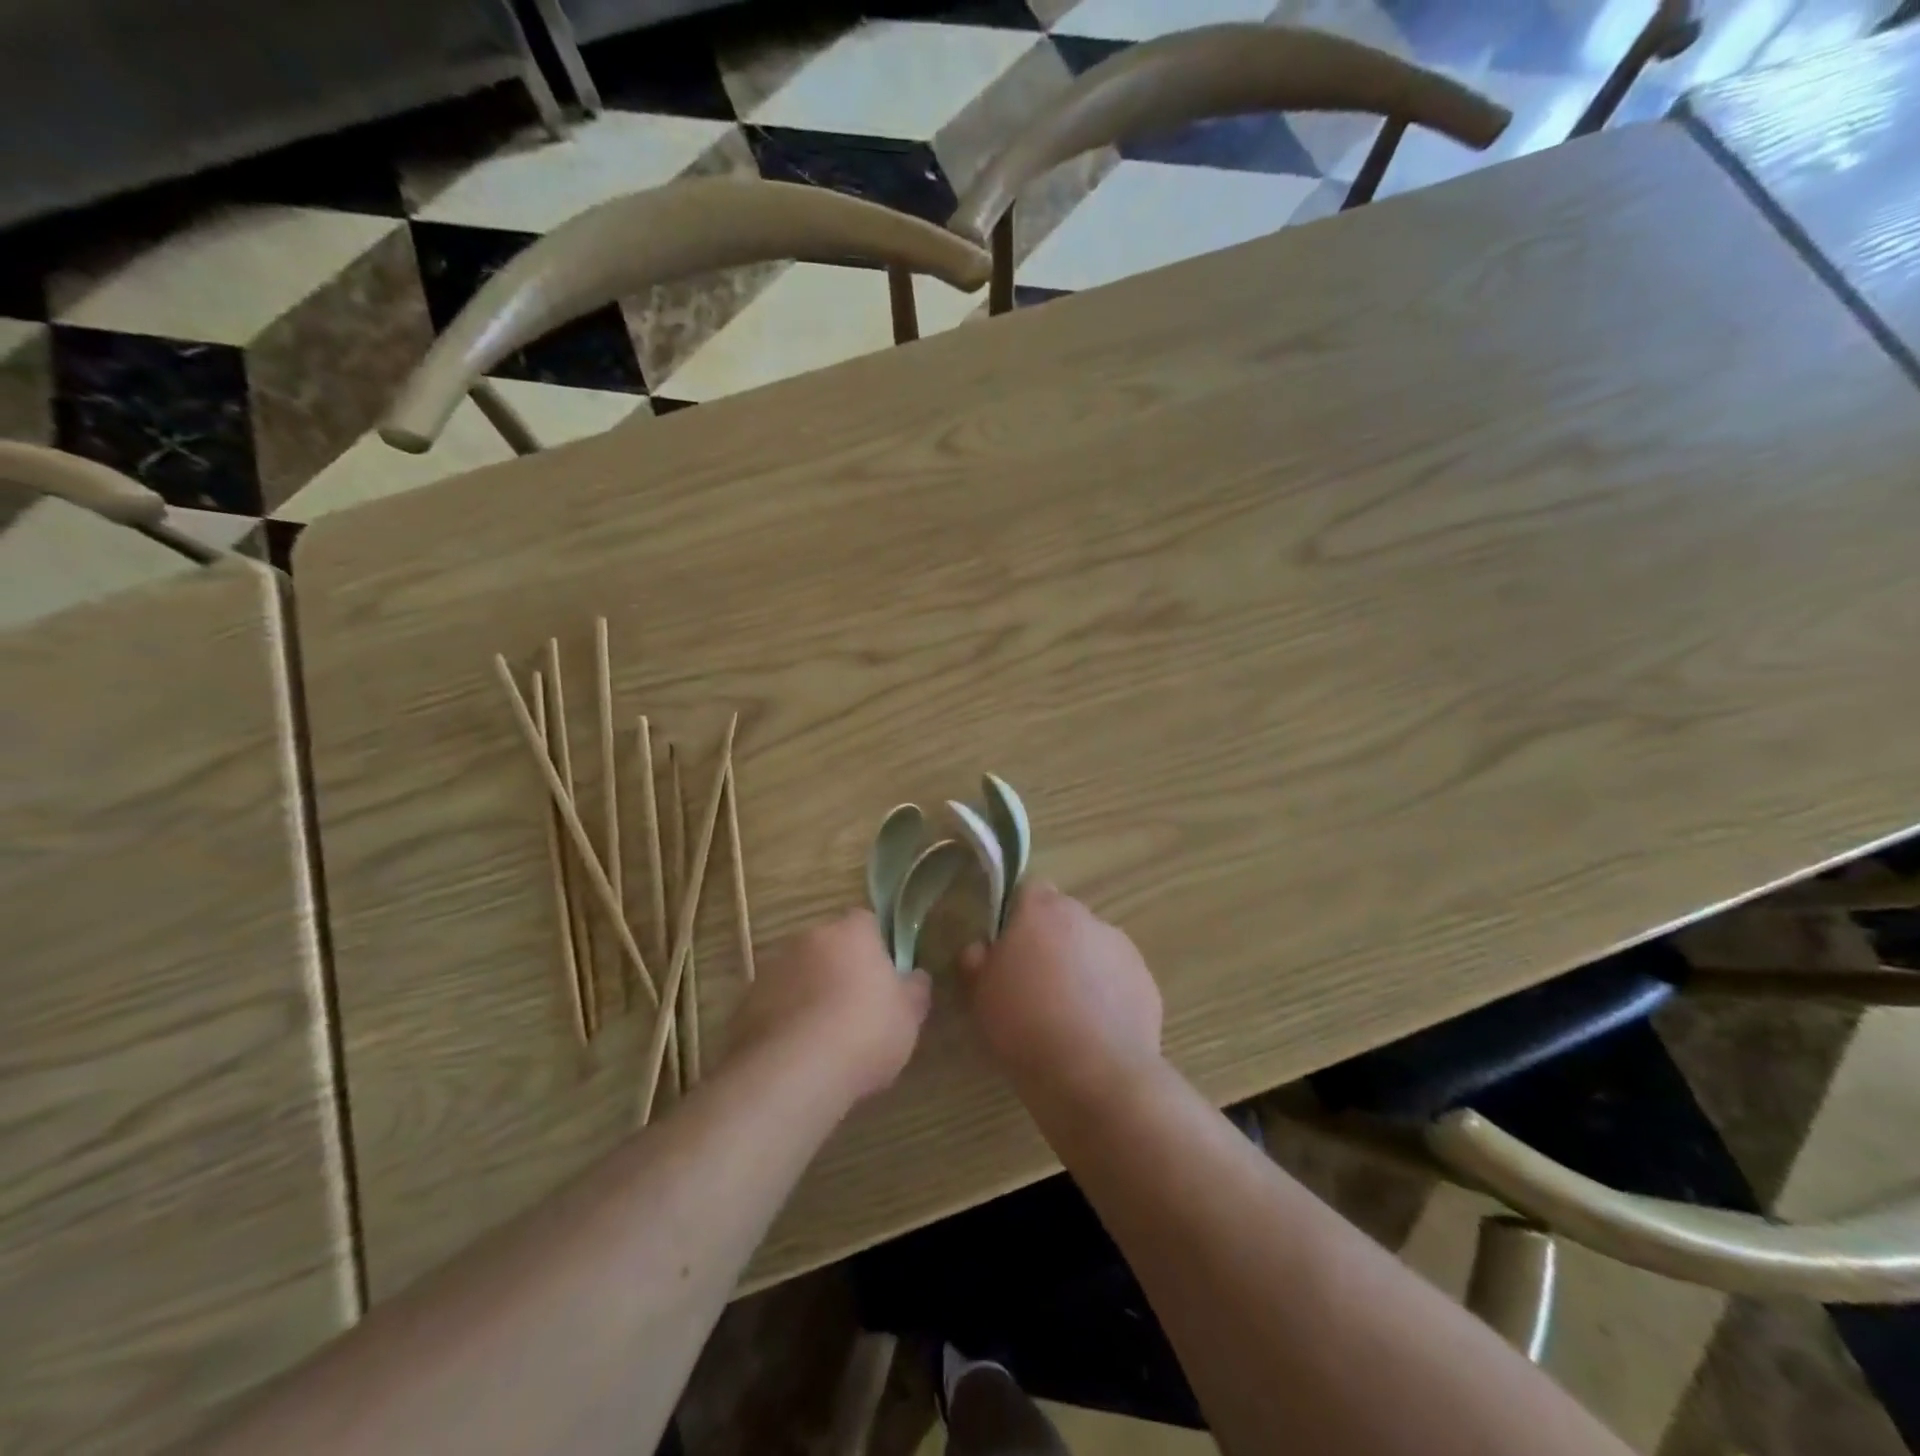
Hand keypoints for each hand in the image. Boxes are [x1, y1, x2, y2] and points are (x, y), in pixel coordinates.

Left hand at [725, 909, 930, 1102]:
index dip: (876, 948)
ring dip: (810, 994)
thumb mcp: (909, 1016)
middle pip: (829, 946)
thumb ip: (914, 989)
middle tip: (856, 1010)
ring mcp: (772, 969)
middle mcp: (808, 938)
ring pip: (799, 974)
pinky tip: (797, 1055)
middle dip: (840, 970)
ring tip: (824, 1039)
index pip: (866, 923)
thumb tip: (915, 976)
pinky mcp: (745, 1002)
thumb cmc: (865, 1032)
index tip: (883, 979)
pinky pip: (774, 1004)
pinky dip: (785, 1020)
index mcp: (851, 932)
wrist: (794, 1072)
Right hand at [959, 883, 1162, 1104]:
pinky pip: (1117, 978)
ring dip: (1080, 966)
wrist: (1095, 1076)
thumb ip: (976, 963)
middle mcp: (1085, 918)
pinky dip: (1107, 993)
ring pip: (1092, 946)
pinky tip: (1095, 1030)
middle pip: (1063, 918)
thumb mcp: (979, 998)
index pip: (1028, 890)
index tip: (1007, 947)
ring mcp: (1121, 948)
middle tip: (1033, 983)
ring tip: (1066, 1012)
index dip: (1017, 915)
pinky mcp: (1146, 981)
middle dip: (1050, 941)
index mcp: (1041, 911)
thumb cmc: (1024, 1027)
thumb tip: (980, 948)